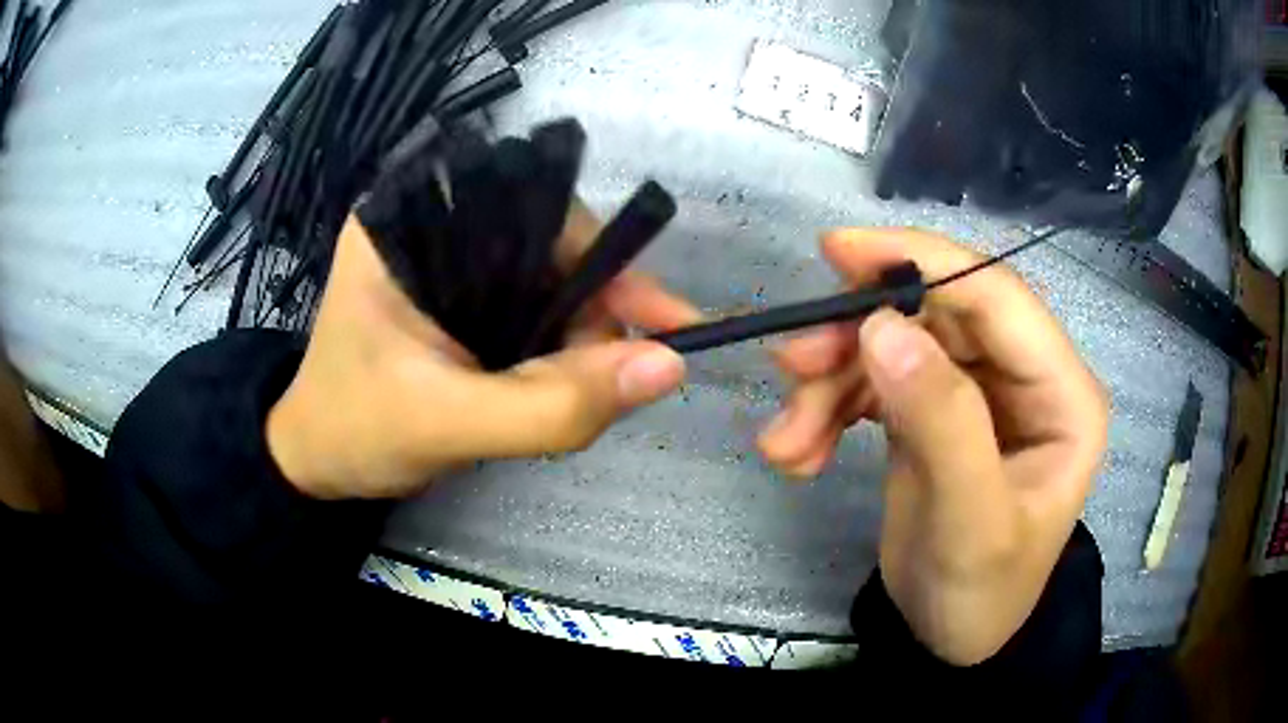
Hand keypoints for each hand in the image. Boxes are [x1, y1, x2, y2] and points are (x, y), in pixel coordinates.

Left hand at [266, 206, 698, 499]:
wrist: (318, 462)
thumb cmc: (356, 433)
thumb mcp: (448, 426)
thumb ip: (553, 406)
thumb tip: (669, 366)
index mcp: (413, 219)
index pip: (535, 207)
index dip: (604, 260)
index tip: (666, 323)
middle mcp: (437, 222)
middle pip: (553, 244)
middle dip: (594, 313)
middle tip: (618, 382)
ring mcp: (451, 258)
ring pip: (551, 279)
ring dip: (582, 338)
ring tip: (583, 393)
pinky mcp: (461, 294)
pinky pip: (535, 307)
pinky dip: (561, 348)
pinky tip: (561, 382)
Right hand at [762, 228, 1107, 664]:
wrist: (951, 640)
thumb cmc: (981, 593)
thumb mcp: (970, 524)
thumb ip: (943, 424)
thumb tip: (884, 327)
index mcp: (1061, 393)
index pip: (996, 296)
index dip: (921, 261)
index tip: (837, 251)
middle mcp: (1023, 376)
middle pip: (935, 316)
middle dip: (857, 337)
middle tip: (791, 364)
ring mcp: (977, 391)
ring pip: (895, 347)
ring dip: (831, 383)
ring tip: (785, 439)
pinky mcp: (935, 411)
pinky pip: (877, 384)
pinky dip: (830, 409)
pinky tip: (799, 450)